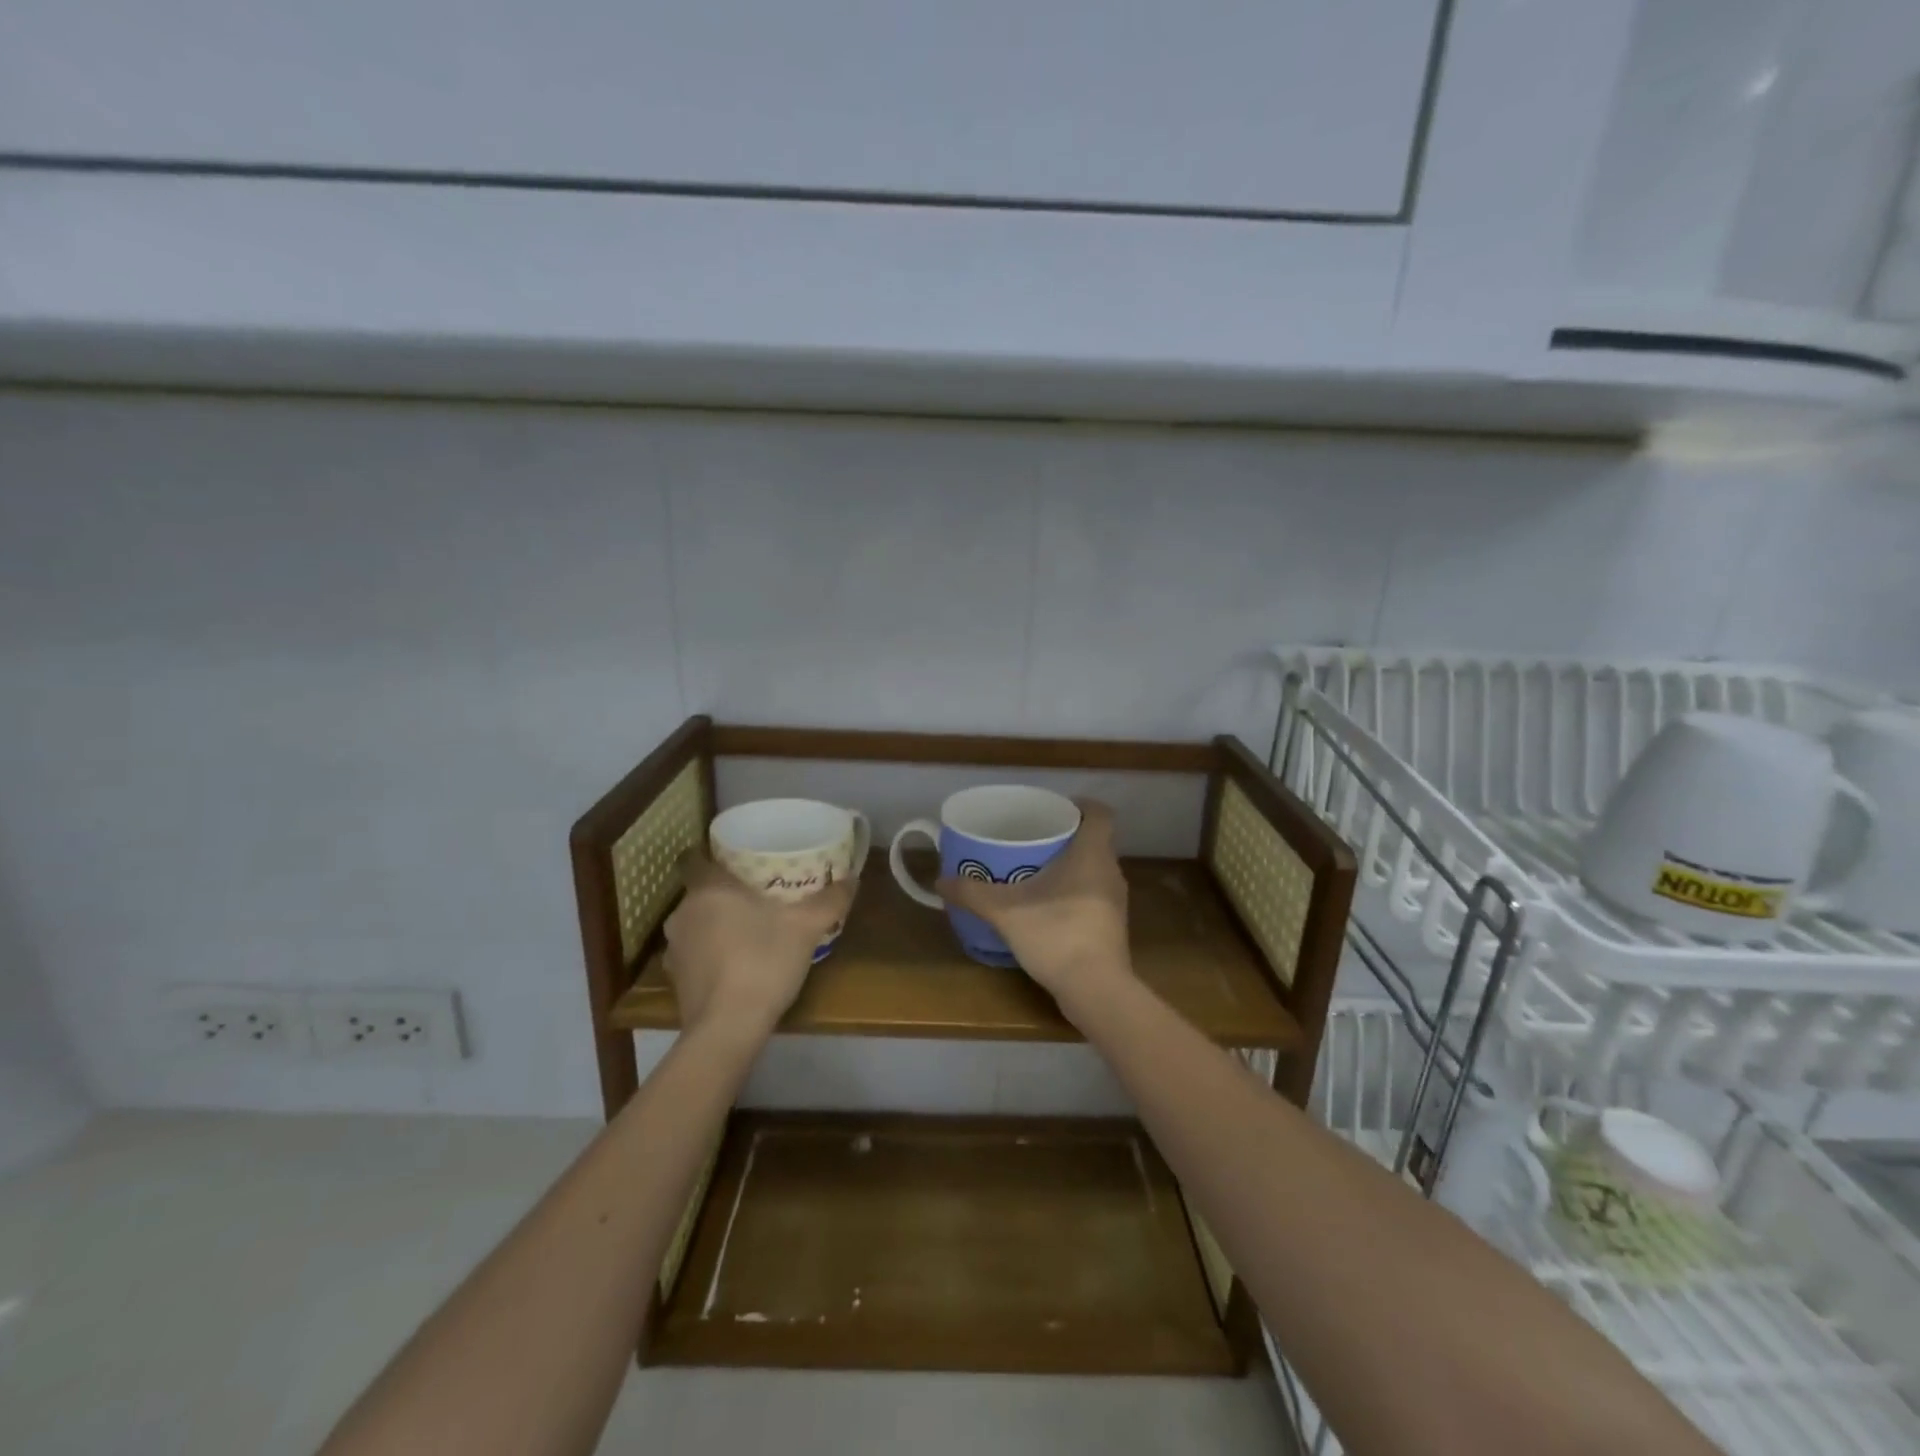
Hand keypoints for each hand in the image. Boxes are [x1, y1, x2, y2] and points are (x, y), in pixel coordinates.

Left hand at [662, 853, 856, 1040]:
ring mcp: (675, 948)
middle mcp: (683, 912)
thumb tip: (852, 879)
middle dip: (724, 892)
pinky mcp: (676, 979)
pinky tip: (736, 963)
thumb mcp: (807, 927)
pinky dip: (711, 953)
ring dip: (716, 923)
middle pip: (700, 891)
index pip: (693, 857)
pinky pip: (694, 953)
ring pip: (696, 923)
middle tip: (757, 893)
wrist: (727, 1029)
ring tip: (749, 928)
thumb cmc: (763, 962)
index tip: (735, 858)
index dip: (710, 854)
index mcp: (708, 889)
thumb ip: (830, 900)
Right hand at [935, 799, 1131, 1005]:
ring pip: (1093, 869)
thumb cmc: (1056, 934)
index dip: (1081, 805)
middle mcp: (1110, 871)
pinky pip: (1093, 894)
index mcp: (1092, 854)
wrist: (1095, 990)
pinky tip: (1046, 906)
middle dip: (1065, 836)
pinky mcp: (1111, 926)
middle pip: (1094, 840)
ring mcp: (1114, 902)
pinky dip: (1073, 892)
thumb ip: (972, 893)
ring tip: (1034, 870)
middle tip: (1032, 838)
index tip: (1055, 808)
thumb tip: (940, 881)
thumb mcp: (1005, 911)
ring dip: (1069, 866)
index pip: (1100, 814)